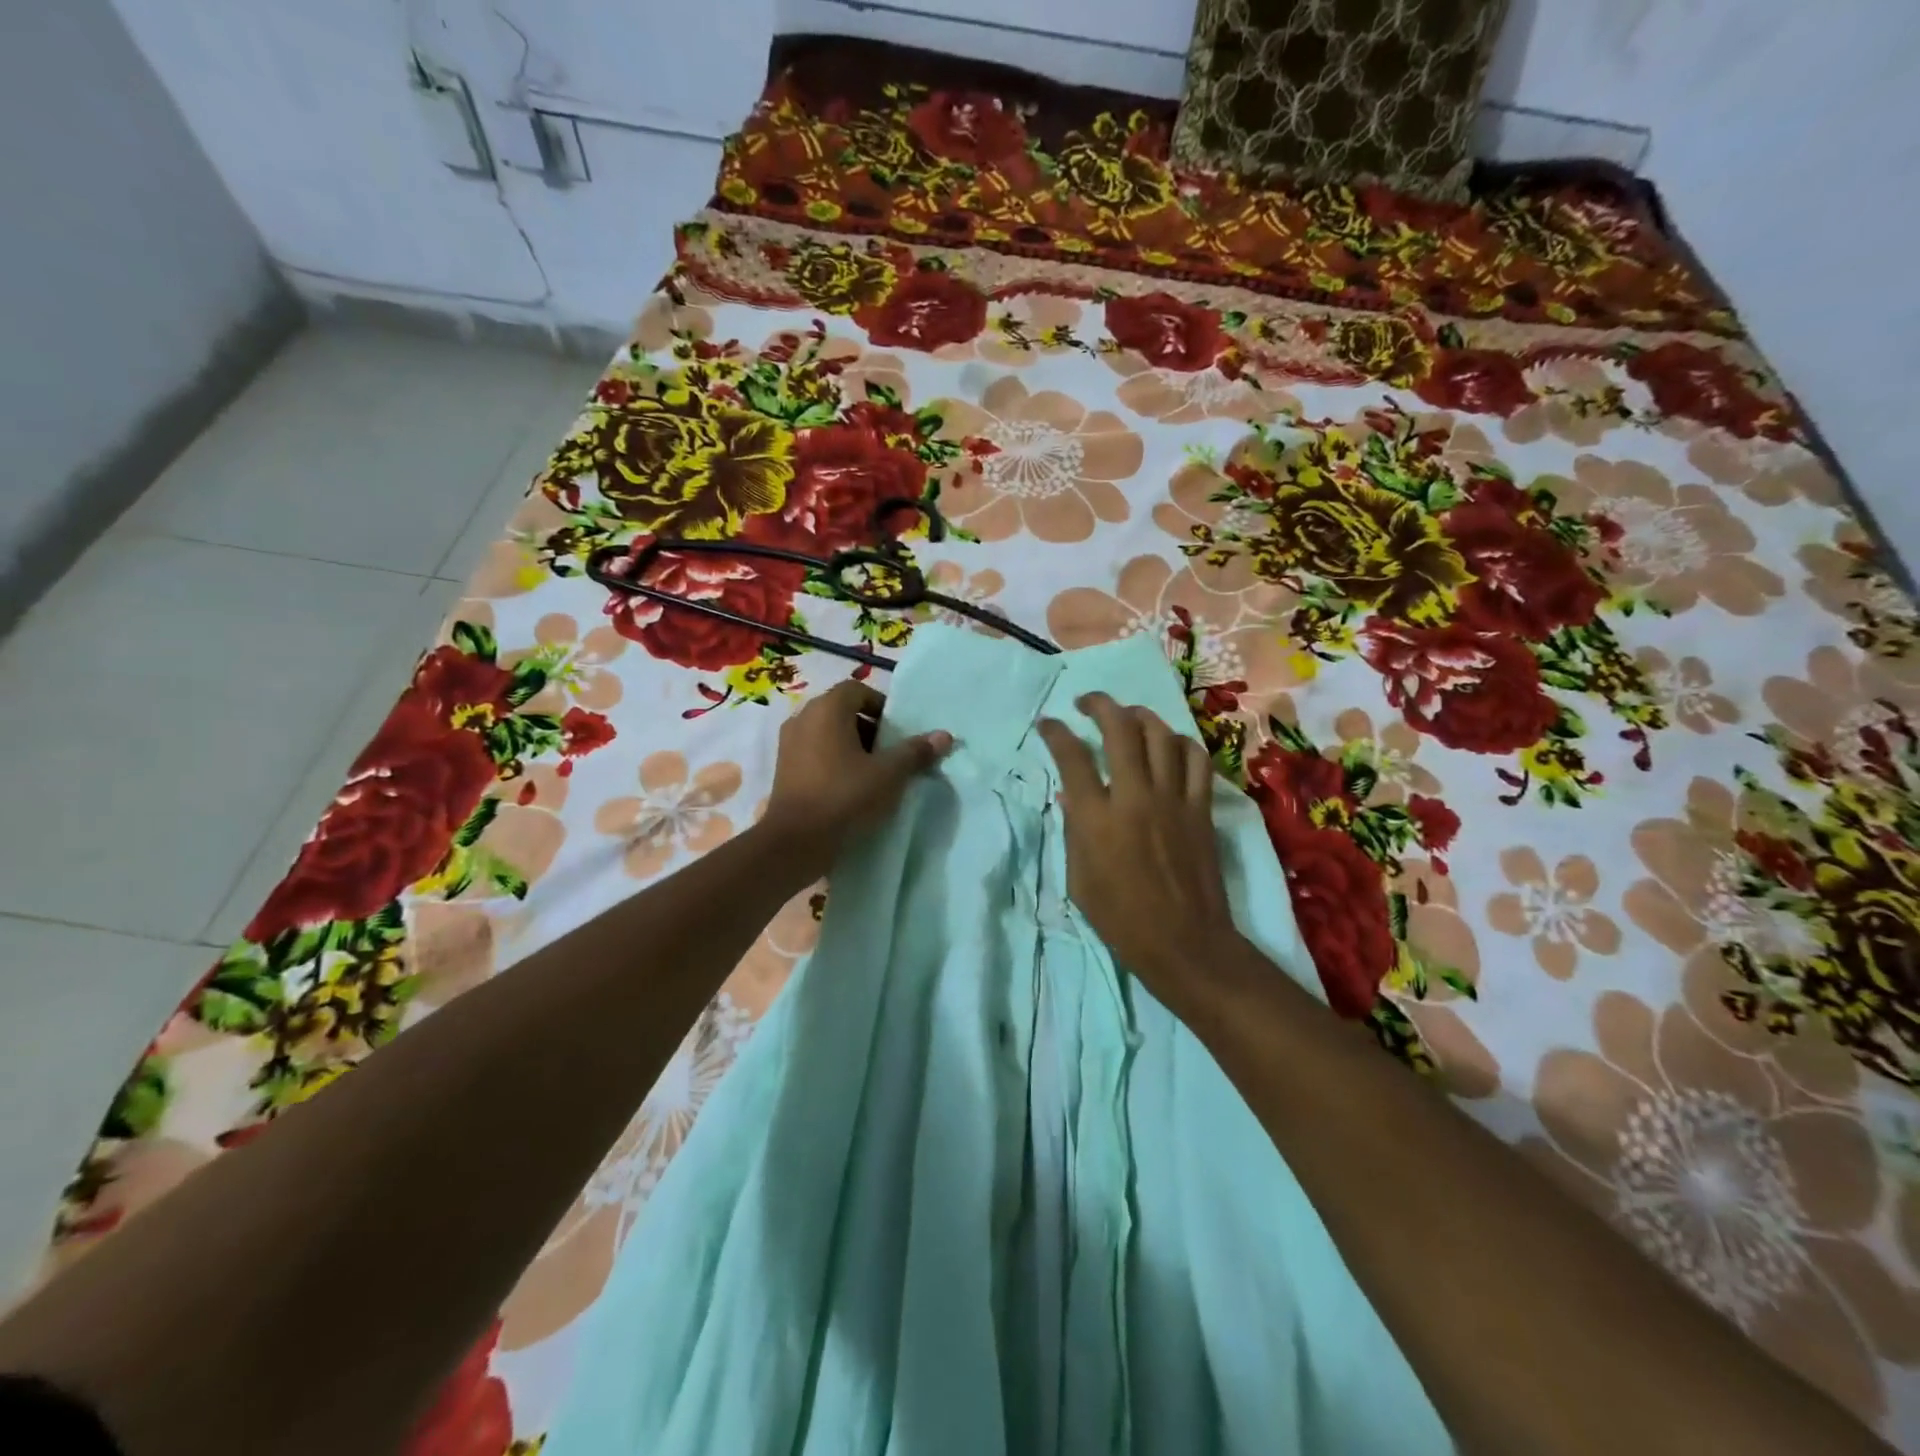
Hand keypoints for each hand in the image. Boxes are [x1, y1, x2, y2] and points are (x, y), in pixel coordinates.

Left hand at [760, 680, 952, 875]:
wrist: (796, 841)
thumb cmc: (845, 796)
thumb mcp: (889, 775)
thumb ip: (915, 752)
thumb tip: (944, 735)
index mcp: (827, 709)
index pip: (857, 689)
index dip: (881, 706)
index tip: (897, 732)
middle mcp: (803, 718)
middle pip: (842, 710)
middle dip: (869, 727)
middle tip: (889, 752)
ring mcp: (788, 743)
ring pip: (827, 733)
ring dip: (851, 745)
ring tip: (872, 772)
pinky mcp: (783, 768)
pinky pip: (814, 752)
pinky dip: (833, 760)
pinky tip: (849, 786)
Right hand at [1037, 692, 1240, 1005]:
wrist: (1185, 943)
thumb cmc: (1122, 919)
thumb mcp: (1079, 879)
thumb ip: (1073, 830)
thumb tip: (1069, 796)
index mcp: (1097, 819)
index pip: (1072, 757)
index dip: (1056, 733)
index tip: (1048, 724)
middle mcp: (1135, 797)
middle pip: (1119, 729)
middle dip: (1099, 705)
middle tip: (1086, 704)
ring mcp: (1173, 799)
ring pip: (1160, 734)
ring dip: (1140, 716)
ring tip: (1127, 717)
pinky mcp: (1201, 808)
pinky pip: (1195, 759)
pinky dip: (1180, 743)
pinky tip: (1169, 745)